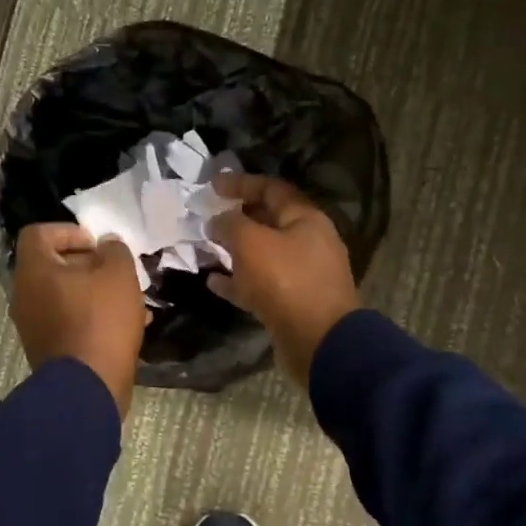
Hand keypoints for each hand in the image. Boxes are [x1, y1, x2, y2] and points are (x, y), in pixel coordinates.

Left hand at [12, 223, 146, 417]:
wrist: (88, 387)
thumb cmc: (101, 320)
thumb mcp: (119, 274)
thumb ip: (114, 251)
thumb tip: (107, 245)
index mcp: (34, 270)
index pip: (39, 234)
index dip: (69, 231)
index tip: (97, 244)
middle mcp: (25, 295)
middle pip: (53, 266)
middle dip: (88, 264)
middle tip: (117, 271)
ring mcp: (32, 325)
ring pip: (64, 296)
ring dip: (94, 292)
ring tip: (128, 300)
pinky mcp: (47, 349)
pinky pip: (68, 321)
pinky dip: (91, 317)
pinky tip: (125, 327)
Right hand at [206, 172, 359, 384]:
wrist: (318, 342)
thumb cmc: (286, 282)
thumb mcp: (252, 243)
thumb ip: (230, 224)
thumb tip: (217, 220)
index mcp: (306, 219)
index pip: (272, 189)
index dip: (241, 183)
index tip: (212, 185)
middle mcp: (308, 243)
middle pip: (268, 221)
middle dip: (237, 218)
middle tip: (207, 217)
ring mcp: (302, 275)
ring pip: (263, 255)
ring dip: (235, 251)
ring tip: (206, 249)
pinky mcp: (293, 303)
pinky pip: (261, 285)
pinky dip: (238, 281)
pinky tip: (213, 283)